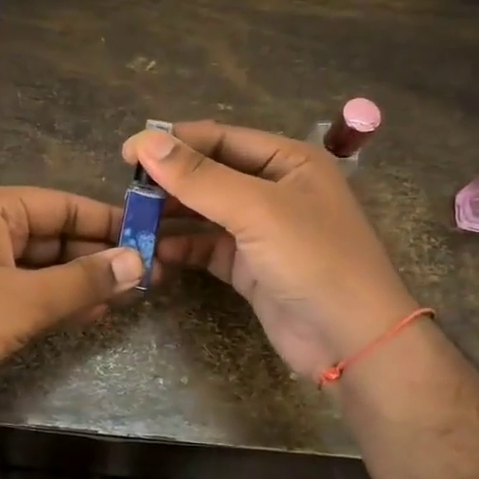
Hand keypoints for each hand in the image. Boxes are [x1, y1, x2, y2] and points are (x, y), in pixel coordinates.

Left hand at [0, 185, 143, 427]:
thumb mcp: (25, 300)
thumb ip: (85, 281)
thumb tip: (140, 263)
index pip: (64, 205)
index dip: (110, 223)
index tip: (152, 240)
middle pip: (52, 234)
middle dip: (96, 256)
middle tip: (147, 276)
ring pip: (37, 266)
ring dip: (77, 282)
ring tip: (126, 297)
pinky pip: (18, 290)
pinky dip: (50, 301)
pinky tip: (86, 315)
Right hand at [121, 121, 417, 377]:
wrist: (353, 340)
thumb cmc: (314, 259)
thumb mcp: (256, 210)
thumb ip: (199, 177)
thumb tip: (145, 141)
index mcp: (288, 160)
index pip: (221, 138)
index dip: (174, 142)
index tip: (127, 153)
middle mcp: (275, 189)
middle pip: (211, 174)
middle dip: (170, 180)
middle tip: (126, 192)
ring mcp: (262, 230)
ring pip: (206, 212)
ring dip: (171, 214)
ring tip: (131, 219)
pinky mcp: (251, 267)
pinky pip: (208, 247)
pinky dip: (182, 247)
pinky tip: (153, 251)